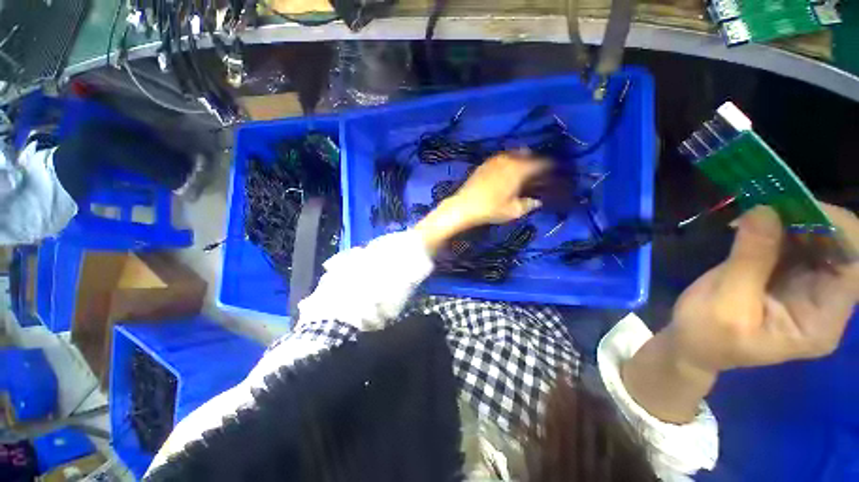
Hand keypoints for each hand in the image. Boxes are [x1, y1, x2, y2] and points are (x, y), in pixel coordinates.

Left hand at [450, 150, 548, 225]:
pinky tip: (508, 172)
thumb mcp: (514, 211)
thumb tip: (537, 200)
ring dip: (524, 160)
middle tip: (540, 174)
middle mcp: (510, 159)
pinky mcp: (486, 162)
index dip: (552, 168)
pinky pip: (504, 157)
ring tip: (525, 173)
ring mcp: (496, 159)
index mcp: (520, 169)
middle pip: (530, 154)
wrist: (464, 206)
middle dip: (537, 162)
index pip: (543, 163)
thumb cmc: (491, 209)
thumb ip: (530, 204)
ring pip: (516, 154)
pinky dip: (511, 162)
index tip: (555, 174)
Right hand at [668, 204, 858, 372]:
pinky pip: (797, 242)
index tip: (798, 204)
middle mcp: (826, 302)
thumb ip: (749, 259)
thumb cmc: (707, 334)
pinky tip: (755, 222)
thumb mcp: (725, 302)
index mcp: (821, 322)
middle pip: (840, 250)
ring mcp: (809, 287)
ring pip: (820, 240)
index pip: (853, 269)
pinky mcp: (789, 275)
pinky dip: (780, 226)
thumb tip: (765, 209)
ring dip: (793, 220)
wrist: (691, 343)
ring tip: (758, 211)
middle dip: (812, 220)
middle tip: (772, 202)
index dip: (838, 231)